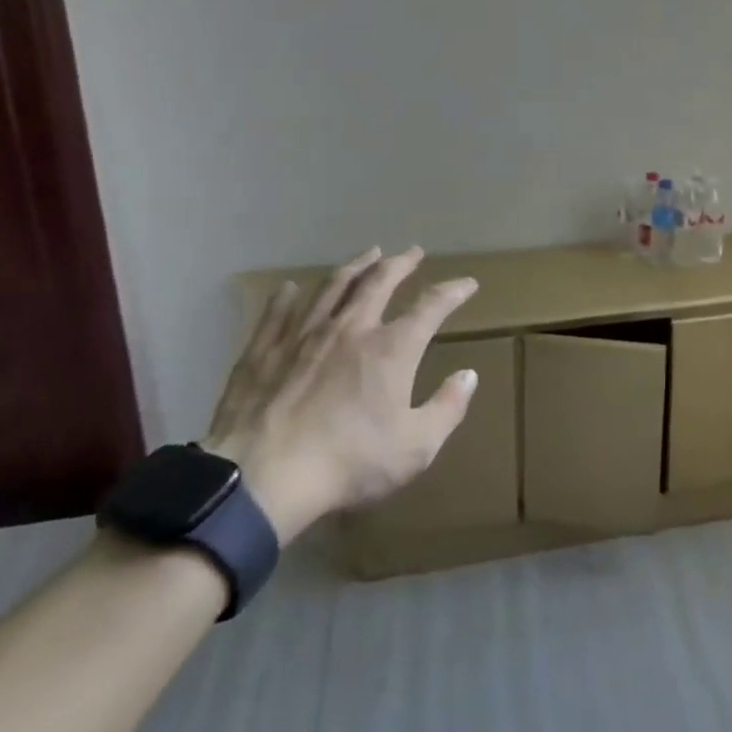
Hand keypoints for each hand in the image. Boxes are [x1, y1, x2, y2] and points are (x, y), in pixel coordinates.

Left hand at [201, 247, 479, 542]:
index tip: (468, 283)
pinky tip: (290, 287)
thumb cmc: (348, 462)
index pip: (431, 306)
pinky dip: (288, 296)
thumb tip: (469, 375)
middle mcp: (351, 328)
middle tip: (412, 252)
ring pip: (332, 286)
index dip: (453, 291)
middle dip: (400, 263)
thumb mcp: (416, 447)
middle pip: (379, 282)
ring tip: (367, 254)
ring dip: (354, 266)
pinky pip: (278, 312)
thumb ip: (447, 408)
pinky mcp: (263, 351)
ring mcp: (303, 335)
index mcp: (392, 348)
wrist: (263, 479)